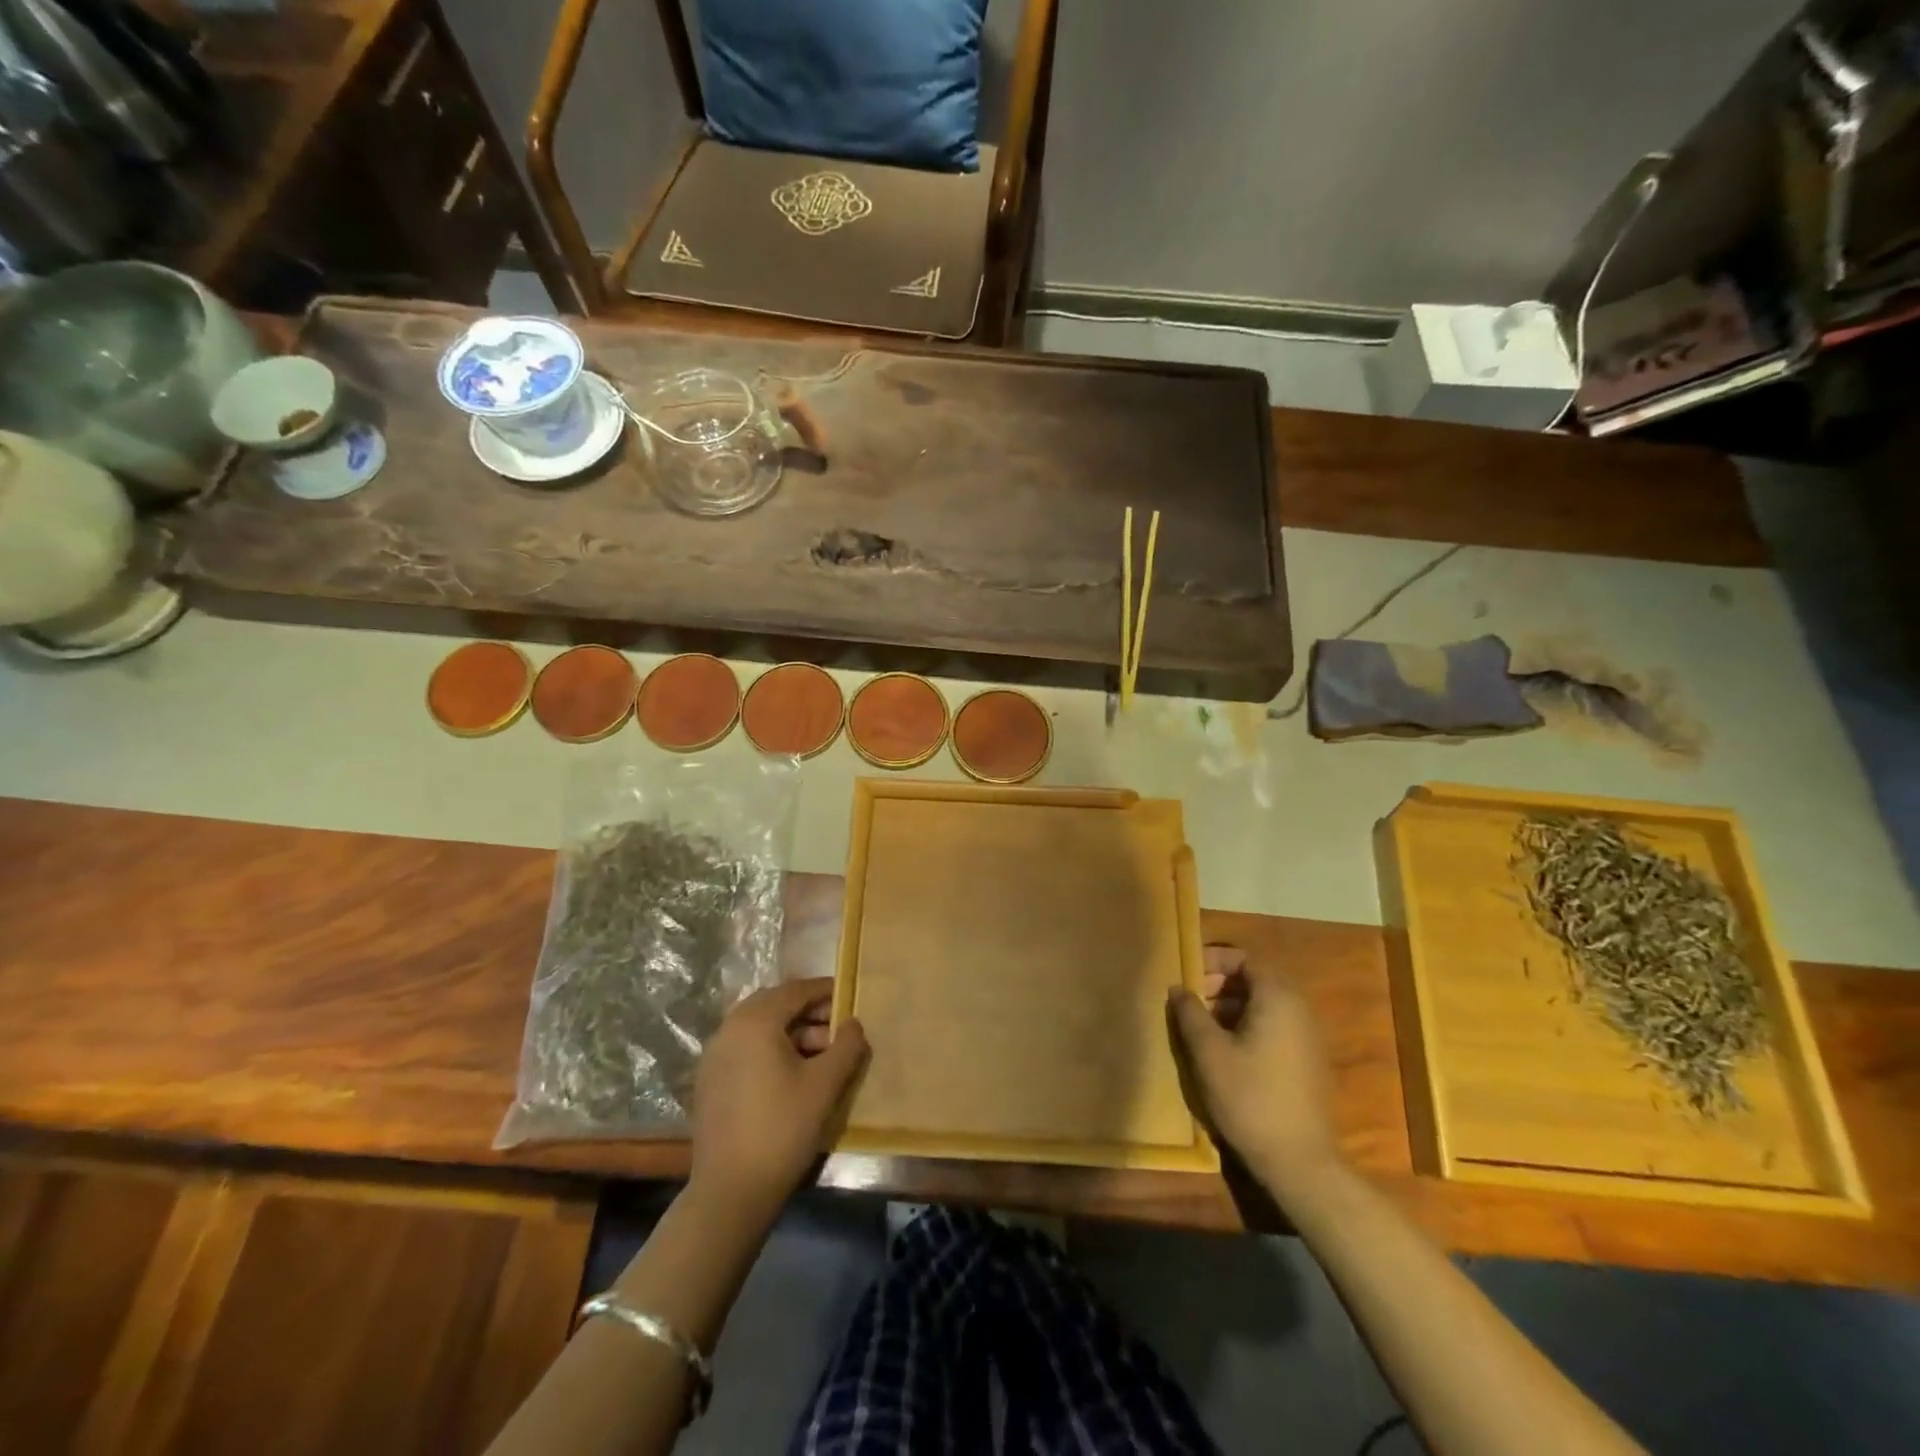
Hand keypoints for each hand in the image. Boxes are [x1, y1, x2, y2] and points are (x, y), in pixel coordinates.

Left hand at [690, 978, 868, 1215]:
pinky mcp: (710, 1081)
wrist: (731, 1191)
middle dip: (808, 1011)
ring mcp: (714, 1056)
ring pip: (759, 1028)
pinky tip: (792, 1074)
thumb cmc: (783, 1129)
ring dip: (791, 1032)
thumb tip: (854, 1024)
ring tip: (821, 1055)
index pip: (795, 990)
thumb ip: (846, 1046)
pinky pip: (745, 1048)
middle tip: (837, 1027)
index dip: (825, 991)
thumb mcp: (825, 1085)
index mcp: (755, 1022)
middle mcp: (729, 1029)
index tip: (850, 997)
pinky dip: (770, 1049)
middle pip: (775, 1005)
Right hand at [1168, 946, 1343, 1201]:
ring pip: (1264, 1005)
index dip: (1213, 960)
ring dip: (1231, 1007)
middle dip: (1219, 984)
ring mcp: (1308, 1037)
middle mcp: (1299, 1009)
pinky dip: (1248, 1026)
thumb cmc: (1250, 1098)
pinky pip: (1275, 1026)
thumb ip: (1190, 1013)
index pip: (1245, 958)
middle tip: (1189, 1000)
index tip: (1186, 972)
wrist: (1300, 1163)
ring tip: (1200, 1027)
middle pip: (1256, 979)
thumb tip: (1178, 987)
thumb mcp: (1208, 1052)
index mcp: (1278, 998)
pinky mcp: (1307, 1062)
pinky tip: (1225, 1053)